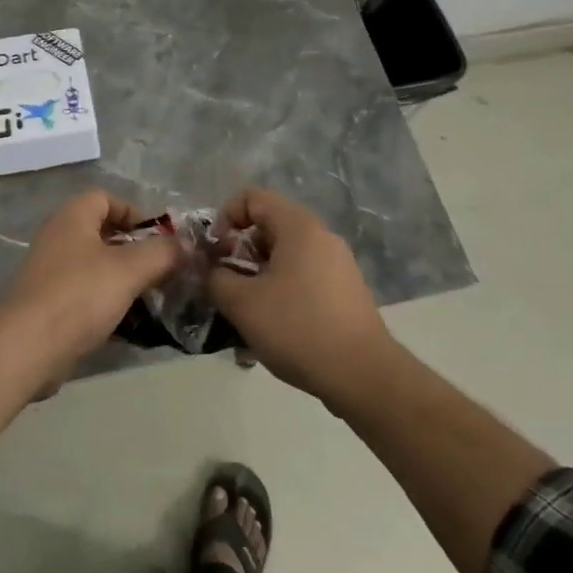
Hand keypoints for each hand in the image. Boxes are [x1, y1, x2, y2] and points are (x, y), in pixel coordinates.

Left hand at [0, 190, 183, 382]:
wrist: (26, 349)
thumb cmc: (79, 296)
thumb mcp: (129, 270)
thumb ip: (162, 253)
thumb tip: (188, 245)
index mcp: (72, 218)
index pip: (105, 198)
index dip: (135, 212)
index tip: (159, 238)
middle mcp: (57, 239)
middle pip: (102, 233)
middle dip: (135, 249)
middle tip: (162, 269)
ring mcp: (50, 273)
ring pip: (95, 266)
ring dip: (123, 278)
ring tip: (151, 297)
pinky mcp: (48, 305)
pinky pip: (85, 295)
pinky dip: (107, 303)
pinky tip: (129, 323)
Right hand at [206, 187, 396, 406]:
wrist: (363, 375)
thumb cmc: (298, 328)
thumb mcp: (243, 304)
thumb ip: (216, 278)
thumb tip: (209, 270)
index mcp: (299, 227)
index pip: (252, 197)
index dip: (225, 217)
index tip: (215, 253)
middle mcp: (321, 237)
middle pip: (268, 228)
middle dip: (238, 254)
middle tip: (225, 287)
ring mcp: (336, 265)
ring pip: (283, 259)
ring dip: (256, 280)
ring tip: (243, 317)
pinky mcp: (343, 292)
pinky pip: (301, 280)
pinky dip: (279, 295)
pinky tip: (270, 333)